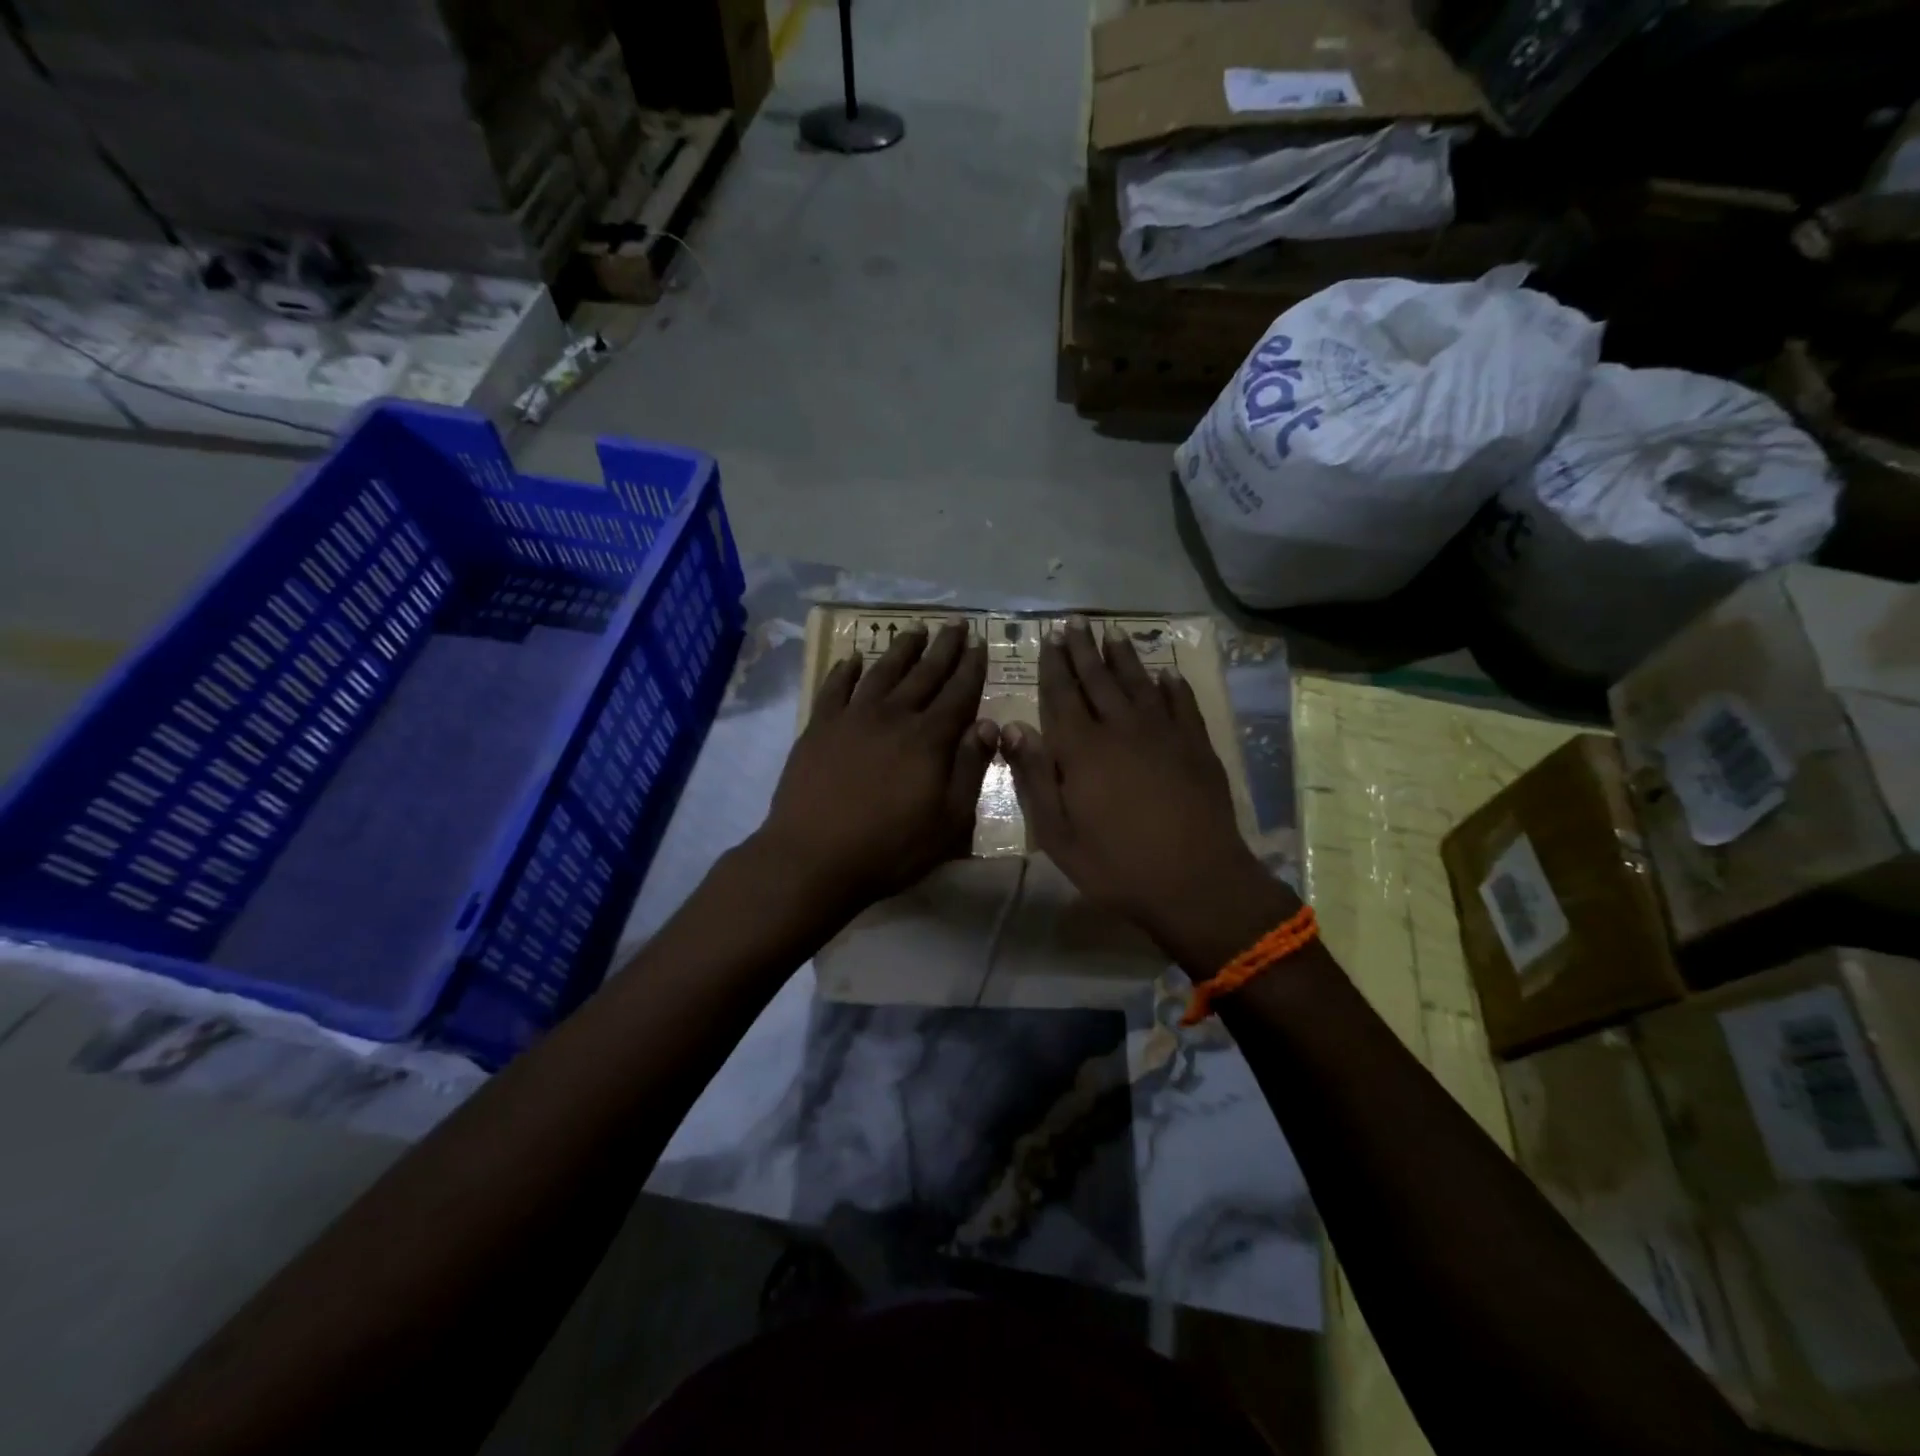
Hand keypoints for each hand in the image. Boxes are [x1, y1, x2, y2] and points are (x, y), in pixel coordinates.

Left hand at [758, 621, 997, 912]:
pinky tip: (853, 659)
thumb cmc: (890, 847)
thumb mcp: (949, 820)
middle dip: (943, 648)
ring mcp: (852, 718)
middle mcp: (893, 716)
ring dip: (901, 649)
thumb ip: (970, 769)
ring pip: (882, 672)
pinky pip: (835, 688)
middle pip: (924, 674)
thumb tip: (989, 725)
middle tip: (955, 623)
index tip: (980, 643)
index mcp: (929, 739)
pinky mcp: (819, 727)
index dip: (971, 668)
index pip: (958, 694)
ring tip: (915, 629)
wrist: (813, 857)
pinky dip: (845, 671)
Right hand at [1001, 617, 1296, 968]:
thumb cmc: (1116, 864)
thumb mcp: (1057, 833)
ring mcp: (1164, 734)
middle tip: (1075, 623)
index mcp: (1082, 749)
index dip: (1054, 666)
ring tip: (1113, 634)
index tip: (1049, 638)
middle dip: (1083, 650)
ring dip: (1124, 658)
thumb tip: (1012, 727)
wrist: (1196, 881)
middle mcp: (1121, 729)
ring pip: (1139, 684)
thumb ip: (1034, 776)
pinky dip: (1172, 687)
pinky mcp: (1197, 746)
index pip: (1062, 695)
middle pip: (1098, 680)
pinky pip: (1182, 705)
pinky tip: (1167, 674)